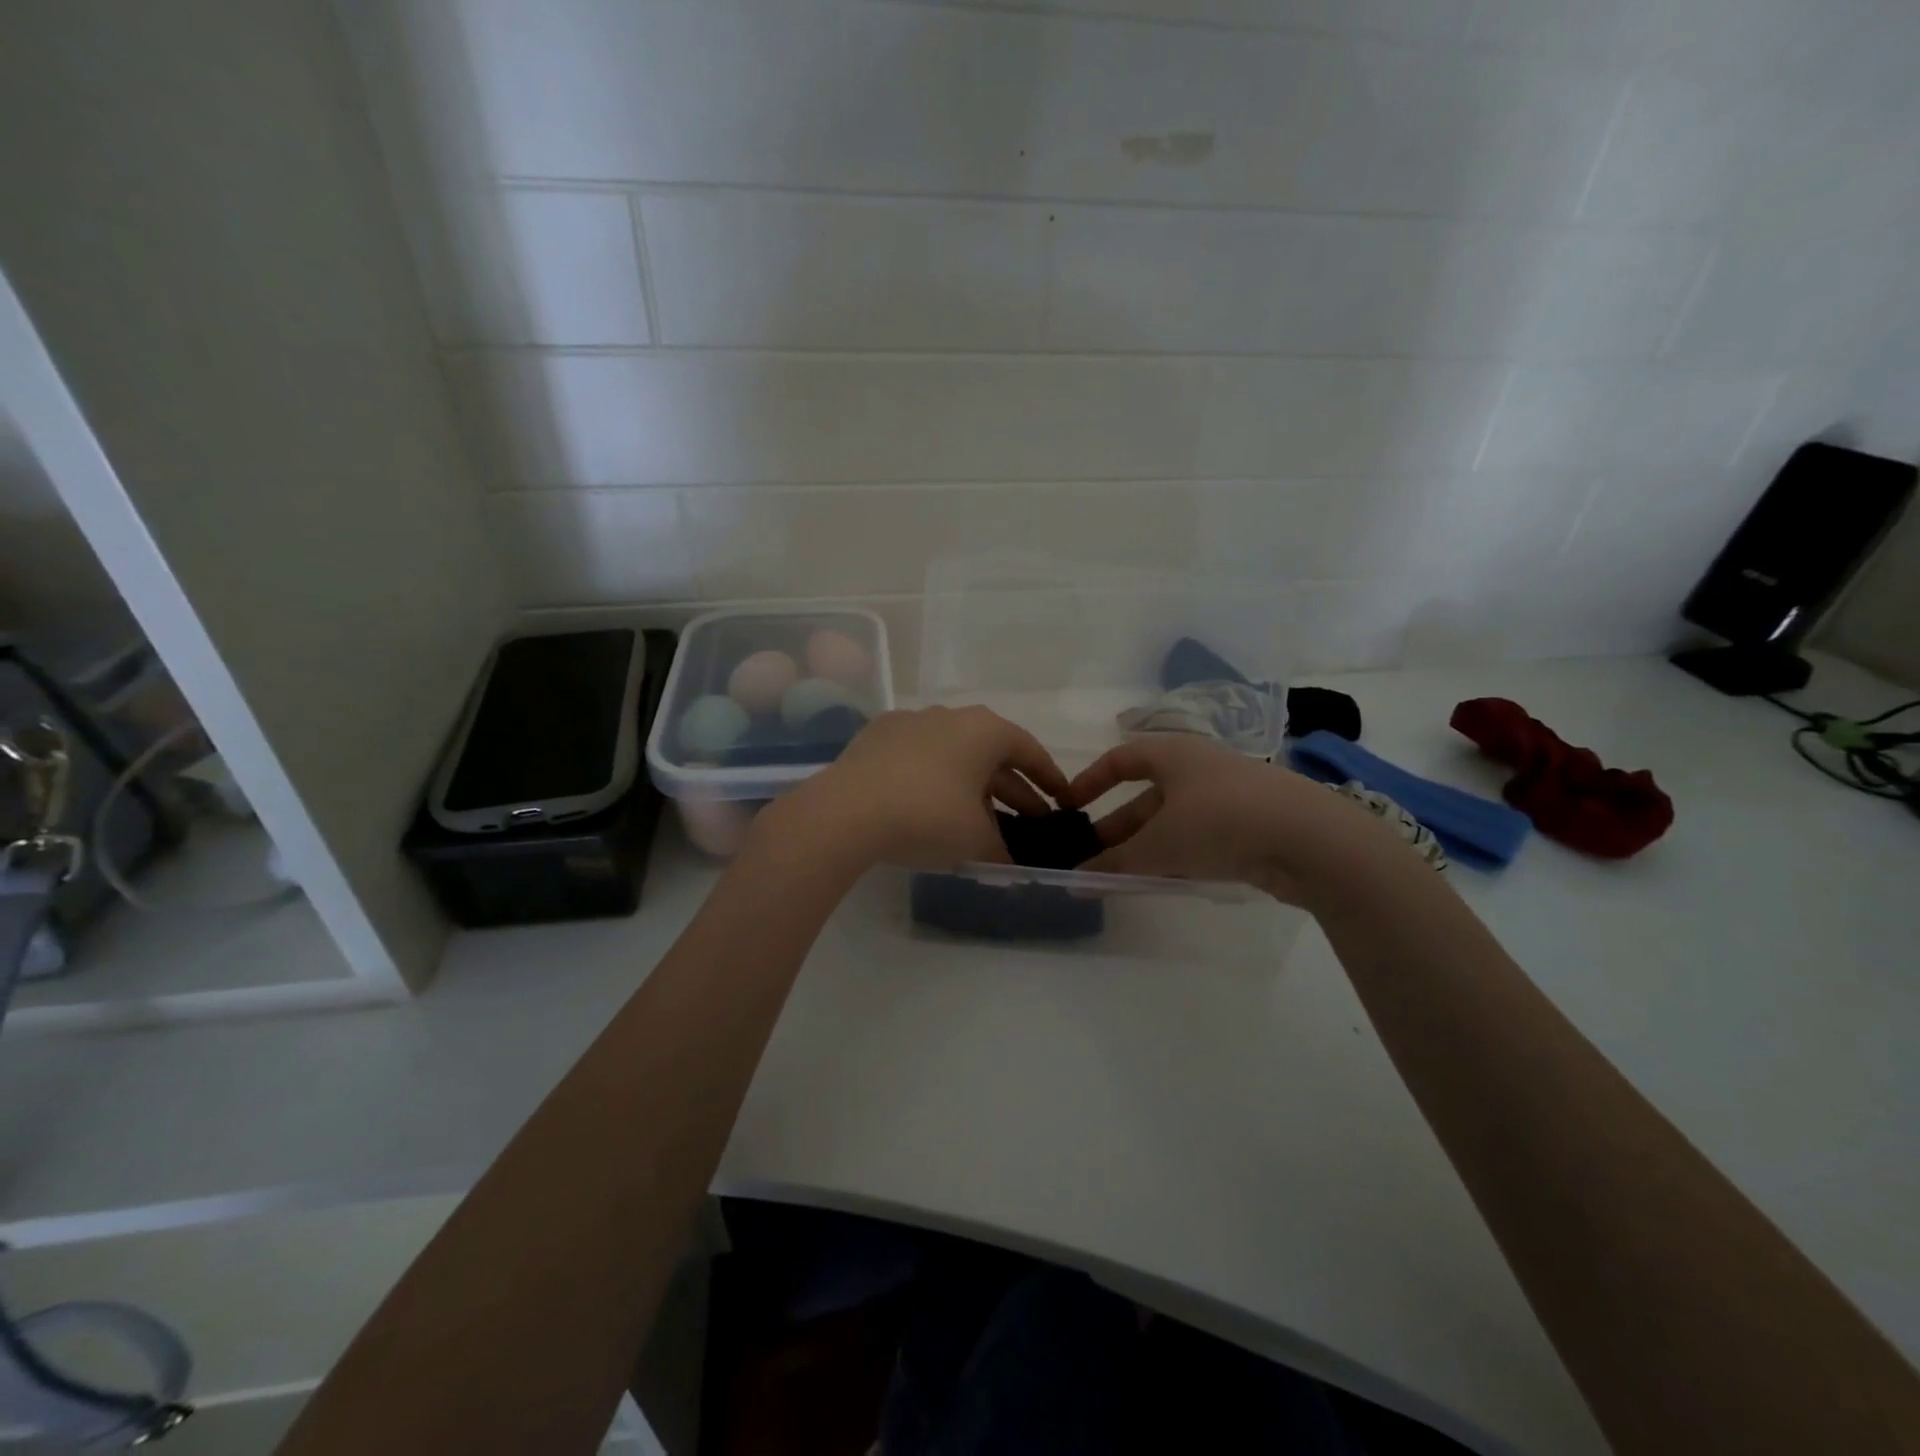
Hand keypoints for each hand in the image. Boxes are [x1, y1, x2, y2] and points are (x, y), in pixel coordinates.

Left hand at [768, 706, 1071, 870]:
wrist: (846, 812)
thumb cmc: (928, 817)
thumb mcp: (976, 840)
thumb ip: (1003, 850)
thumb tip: (1011, 865)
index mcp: (985, 731)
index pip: (1029, 751)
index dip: (1050, 778)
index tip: (1062, 801)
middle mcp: (950, 716)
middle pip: (993, 754)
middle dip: (1013, 789)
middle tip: (1029, 821)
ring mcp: (910, 722)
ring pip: (955, 755)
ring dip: (973, 785)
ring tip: (982, 819)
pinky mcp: (877, 736)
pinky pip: (921, 757)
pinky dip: (936, 779)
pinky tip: (932, 805)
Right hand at [1067, 733, 1377, 902]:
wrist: (1311, 839)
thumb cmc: (1220, 821)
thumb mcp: (1159, 844)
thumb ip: (1115, 863)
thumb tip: (1075, 881)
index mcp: (1173, 754)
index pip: (1120, 759)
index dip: (1090, 781)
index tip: (1069, 808)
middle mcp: (1198, 768)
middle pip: (1144, 796)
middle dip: (1115, 827)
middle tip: (1090, 857)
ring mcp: (1227, 796)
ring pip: (1172, 821)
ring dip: (1144, 847)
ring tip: (1120, 876)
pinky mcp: (1250, 825)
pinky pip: (1199, 837)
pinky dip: (1176, 856)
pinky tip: (1163, 881)